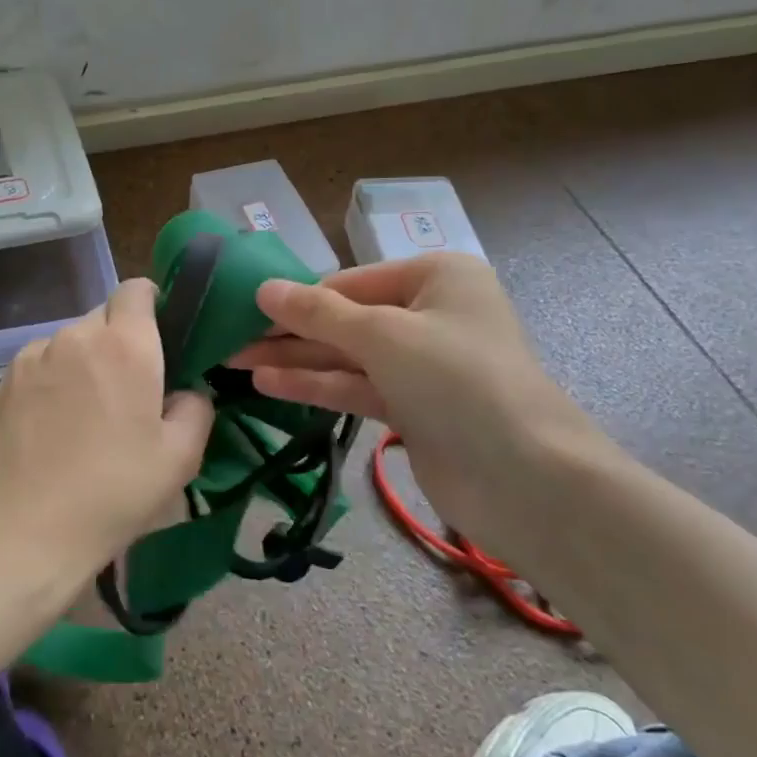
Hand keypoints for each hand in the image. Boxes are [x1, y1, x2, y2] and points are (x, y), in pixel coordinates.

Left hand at [0, 278, 214, 586]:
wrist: (19, 535)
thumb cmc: (111, 495)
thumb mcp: (180, 458)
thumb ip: (196, 408)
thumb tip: (186, 391)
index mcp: (125, 345)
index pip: (138, 289)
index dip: (152, 306)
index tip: (161, 342)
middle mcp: (75, 336)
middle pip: (104, 317)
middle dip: (121, 341)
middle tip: (130, 391)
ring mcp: (31, 357)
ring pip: (70, 342)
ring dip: (85, 362)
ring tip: (86, 416)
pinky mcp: (1, 383)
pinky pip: (40, 365)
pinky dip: (53, 381)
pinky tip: (52, 428)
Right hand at [230, 254, 603, 541]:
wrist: (527, 479)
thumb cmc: (459, 381)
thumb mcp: (385, 335)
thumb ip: (320, 313)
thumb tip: (264, 288)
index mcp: (436, 277)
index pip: (351, 281)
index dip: (298, 297)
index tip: (245, 309)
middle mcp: (430, 314)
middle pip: (346, 319)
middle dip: (290, 331)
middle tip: (230, 339)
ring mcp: (422, 365)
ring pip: (347, 356)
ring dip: (295, 360)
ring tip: (235, 362)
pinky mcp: (413, 408)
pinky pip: (356, 387)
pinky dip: (316, 386)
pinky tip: (268, 384)